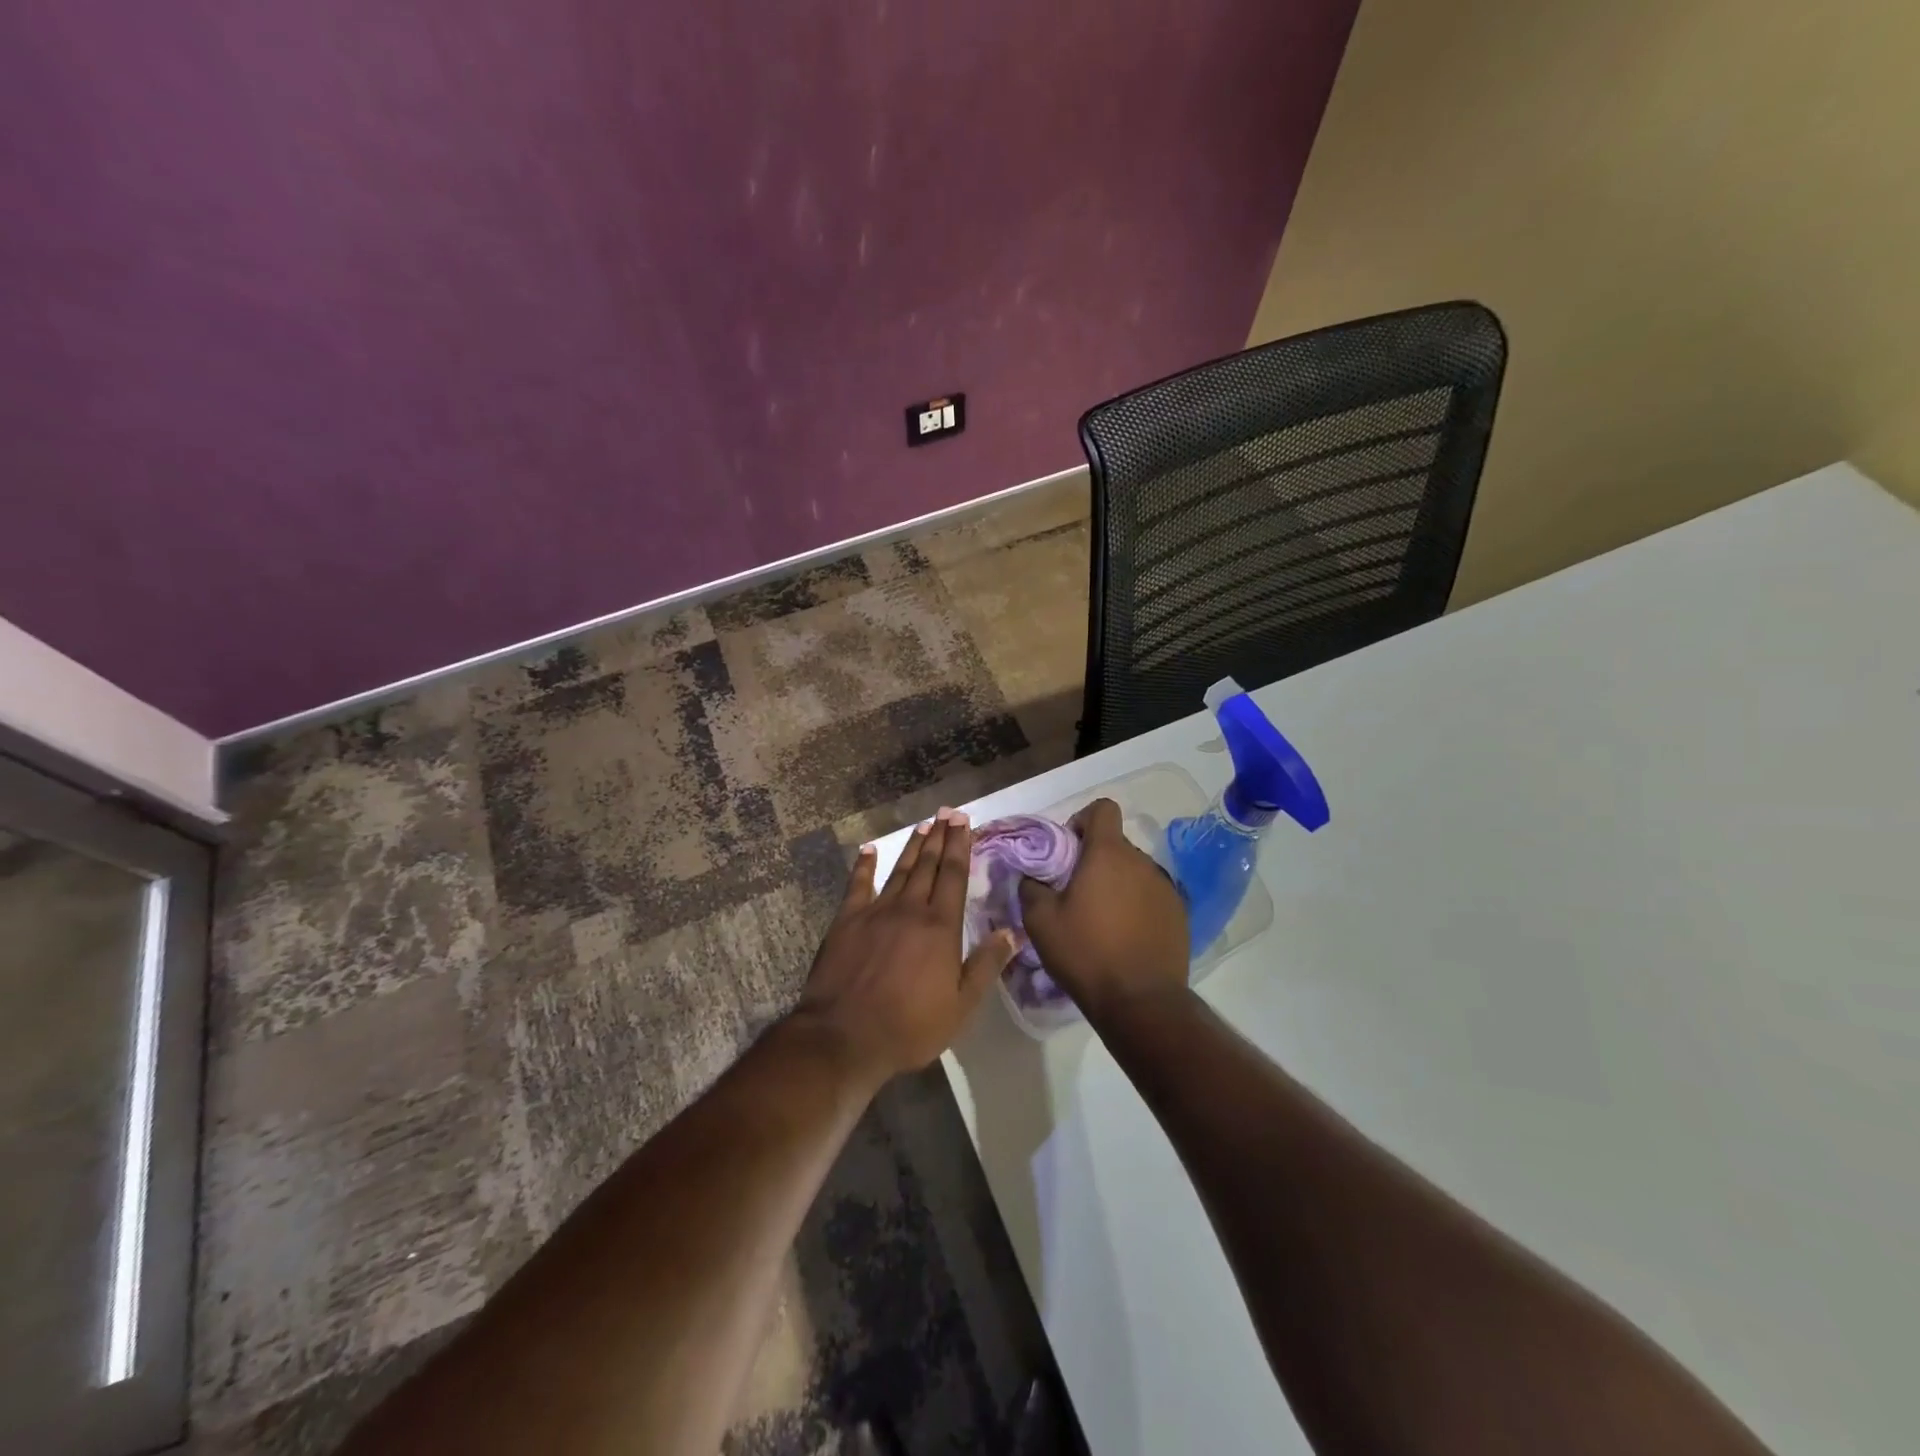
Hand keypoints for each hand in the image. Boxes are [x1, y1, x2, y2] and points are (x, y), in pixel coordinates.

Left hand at [791, 808, 1019, 1084]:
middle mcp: (910, 909)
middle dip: (940, 837)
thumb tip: (1011, 932)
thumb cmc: (909, 1027)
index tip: (964, 822)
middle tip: (947, 813)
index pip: (954, 876)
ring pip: (900, 871)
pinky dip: (864, 865)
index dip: (960, 846)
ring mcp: (875, 912)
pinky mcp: (846, 921)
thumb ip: (986, 965)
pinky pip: (857, 885)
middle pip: (929, 866)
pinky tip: (869, 849)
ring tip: (923, 826)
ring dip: (913, 847)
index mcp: (940, 927)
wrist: (844, 1037)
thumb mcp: (960, 1006)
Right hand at [1019, 798, 1189, 1021]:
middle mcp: (1141, 861)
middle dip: (1096, 858)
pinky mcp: (1180, 913)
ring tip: (1102, 918)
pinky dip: (1137, 905)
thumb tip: (1031, 876)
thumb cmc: (1086, 953)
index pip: (1103, 809)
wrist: (1140, 1002)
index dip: (1083, 820)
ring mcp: (1165, 887)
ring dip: (1117, 883)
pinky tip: (1126, 935)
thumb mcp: (1040, 922)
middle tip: (1076, 891)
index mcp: (1108, 854)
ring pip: (1135, 871)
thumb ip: (1031, 887)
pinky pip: (1152, 895)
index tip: (1069, 849)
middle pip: (1116, 844)